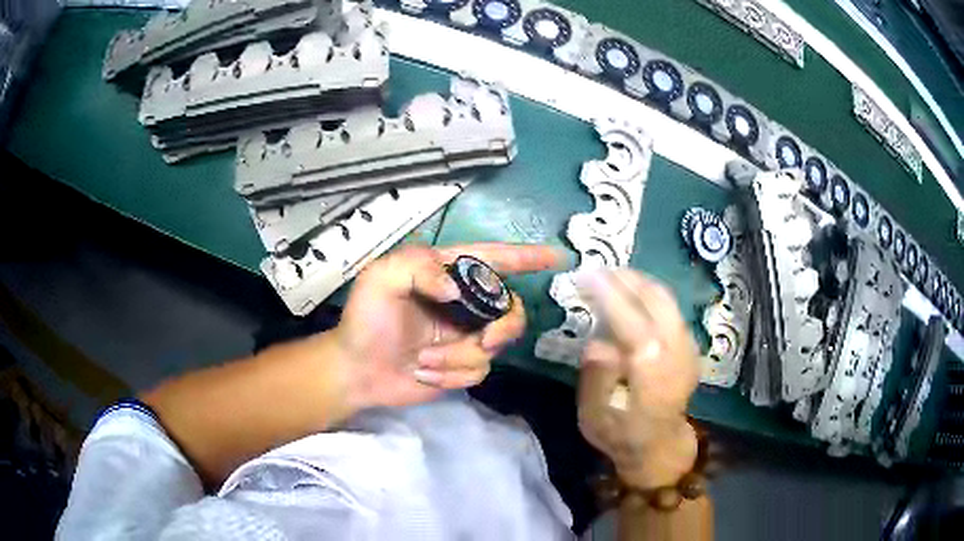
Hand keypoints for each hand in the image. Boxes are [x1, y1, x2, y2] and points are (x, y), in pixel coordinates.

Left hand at [333, 243, 560, 410]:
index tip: (558, 258)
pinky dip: (451, 375)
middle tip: (484, 340)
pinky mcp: (461, 365)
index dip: (527, 257)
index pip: (494, 259)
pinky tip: (424, 372)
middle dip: (502, 327)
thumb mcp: (381, 278)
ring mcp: (464, 335)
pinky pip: (479, 370)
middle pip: (510, 307)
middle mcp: (463, 303)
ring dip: (458, 357)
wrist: (357, 370)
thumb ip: (419, 267)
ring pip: (495, 345)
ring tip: (423, 361)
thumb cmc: (365, 319)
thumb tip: (457, 290)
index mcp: (446, 273)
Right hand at [576, 269, 699, 489]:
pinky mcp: (689, 345)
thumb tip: (596, 342)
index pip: (633, 323)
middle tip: (594, 271)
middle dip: (624, 279)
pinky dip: (648, 293)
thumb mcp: (594, 419)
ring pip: (666, 300)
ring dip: (637, 282)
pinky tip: (629, 293)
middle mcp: (676, 354)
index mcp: (652, 375)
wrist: (660, 444)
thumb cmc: (621, 434)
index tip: (585, 276)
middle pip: (656, 301)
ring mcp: (687, 347)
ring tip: (608, 276)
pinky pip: (670, 307)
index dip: (610, 296)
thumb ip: (595, 380)